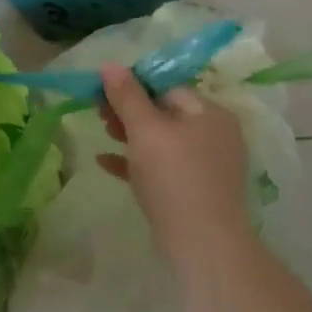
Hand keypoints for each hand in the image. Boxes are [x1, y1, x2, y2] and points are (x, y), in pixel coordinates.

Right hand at [97, 63, 252, 269]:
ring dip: (129, 134)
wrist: (203, 246)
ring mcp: (207, 166)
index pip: (166, 87)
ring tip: (101, 132)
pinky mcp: (196, 192)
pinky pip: (162, 167)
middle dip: (128, 111)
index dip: (132, 86)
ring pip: (161, 140)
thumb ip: (126, 95)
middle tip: (97, 112)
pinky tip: (105, 162)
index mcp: (209, 113)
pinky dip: (136, 162)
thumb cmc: (174, 176)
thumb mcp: (144, 129)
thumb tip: (110, 65)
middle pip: (163, 112)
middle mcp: (214, 135)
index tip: (101, 92)